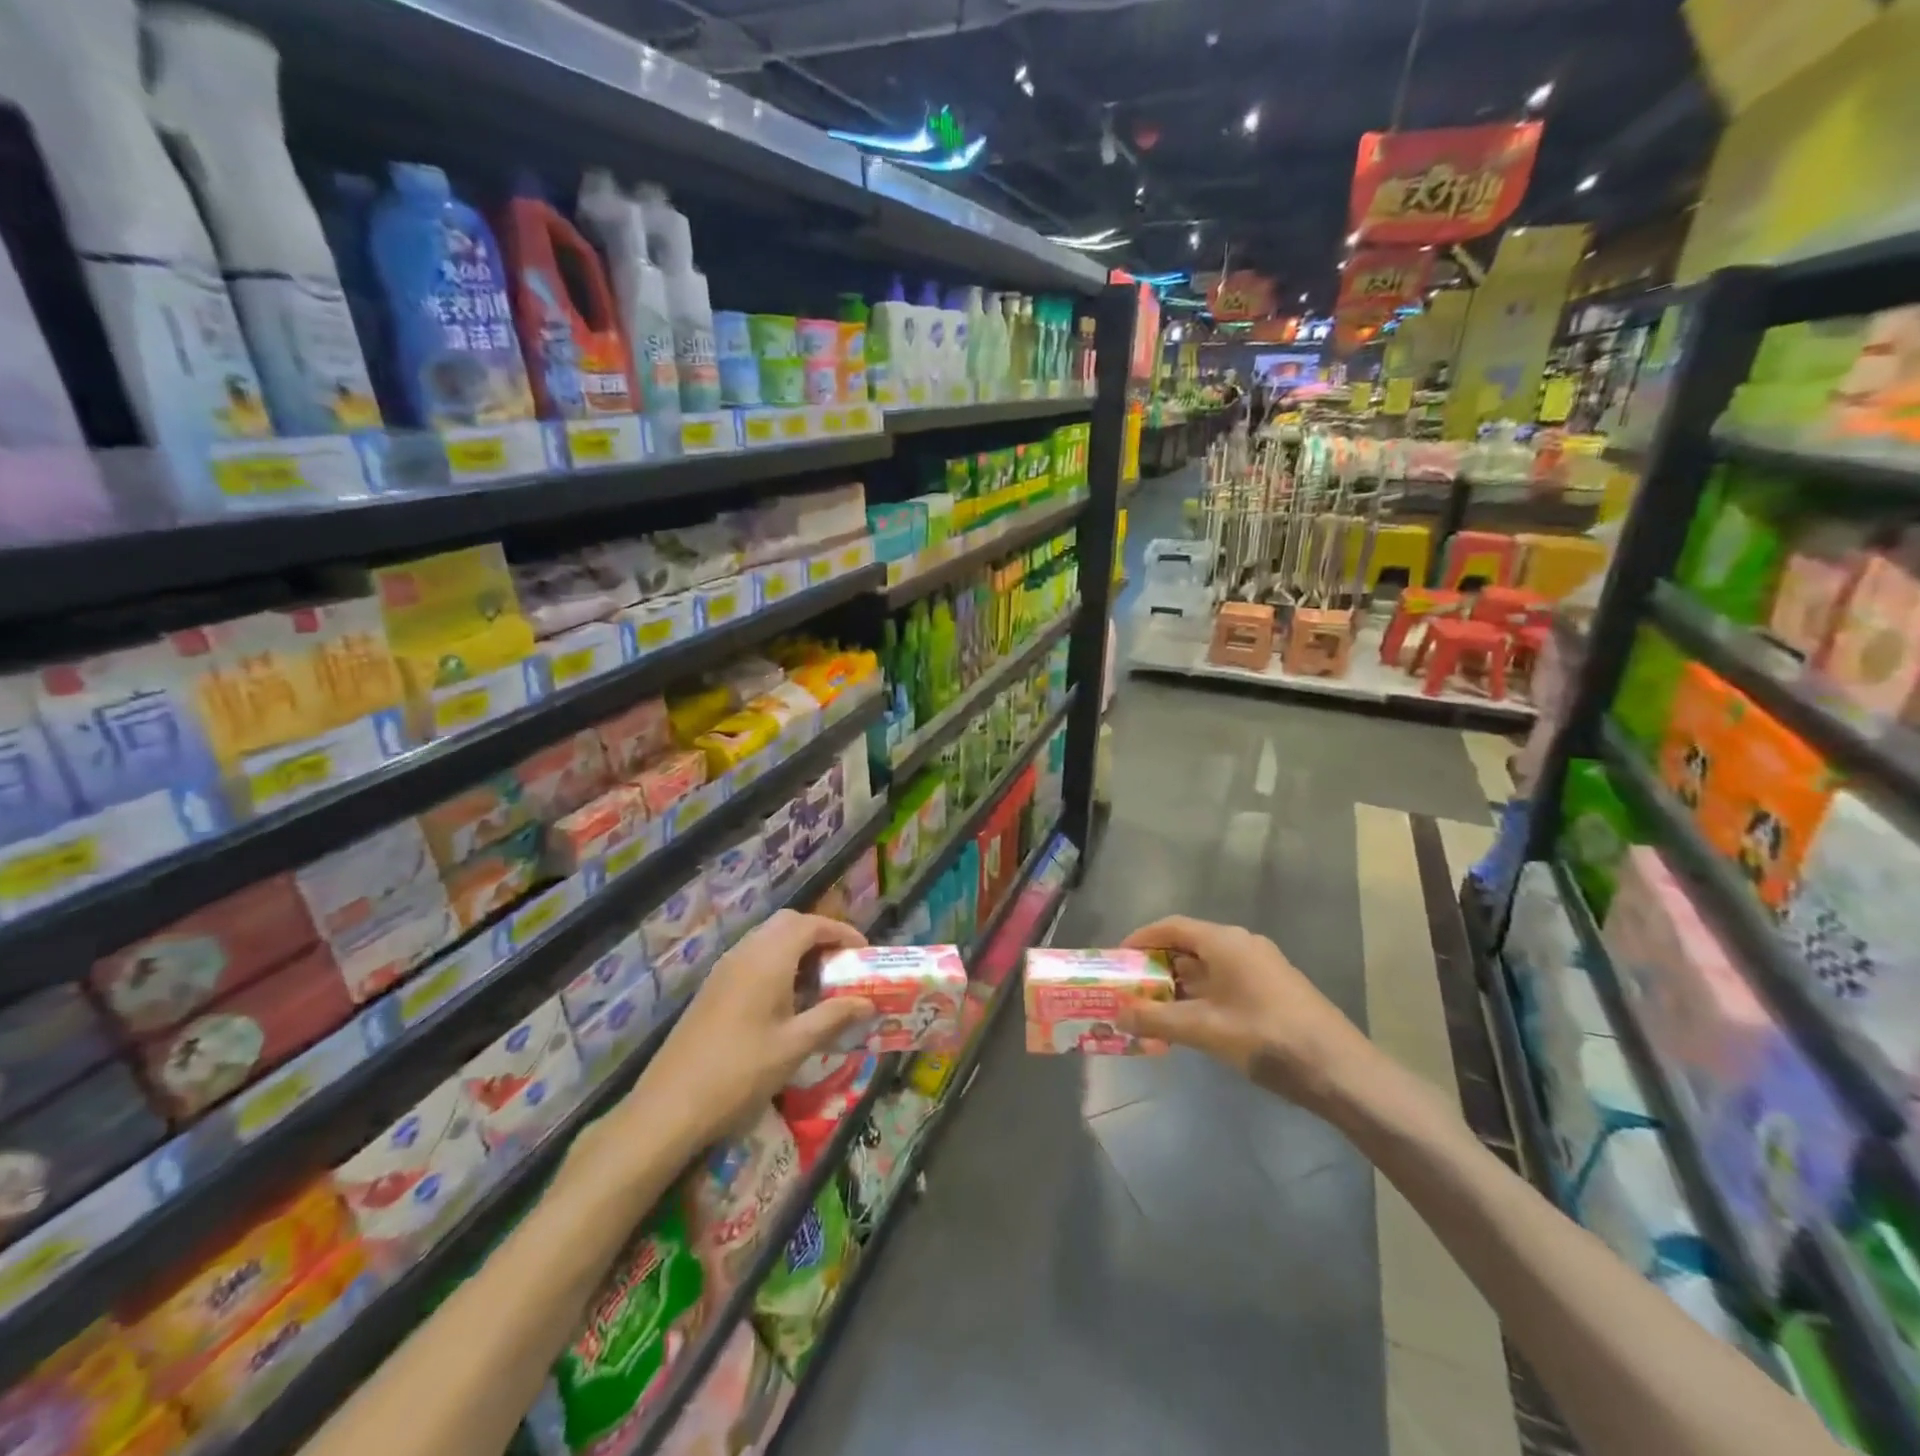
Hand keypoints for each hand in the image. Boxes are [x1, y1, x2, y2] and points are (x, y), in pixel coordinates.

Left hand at [619, 911, 875, 1154]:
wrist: (670, 1105)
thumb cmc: (740, 1072)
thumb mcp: (795, 1046)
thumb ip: (833, 1017)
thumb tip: (867, 1003)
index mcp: (768, 959)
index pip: (810, 925)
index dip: (841, 932)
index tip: (863, 953)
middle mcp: (745, 952)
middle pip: (788, 923)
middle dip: (819, 935)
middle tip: (841, 964)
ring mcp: (724, 969)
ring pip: (767, 939)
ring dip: (797, 949)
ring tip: (819, 982)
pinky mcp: (713, 987)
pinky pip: (752, 957)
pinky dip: (777, 963)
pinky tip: (786, 1000)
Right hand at [1117, 915, 1375, 1109]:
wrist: (1341, 1070)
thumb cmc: (1267, 1038)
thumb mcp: (1205, 1030)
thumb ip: (1157, 1019)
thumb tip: (1117, 1015)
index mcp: (1225, 942)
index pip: (1172, 927)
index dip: (1141, 939)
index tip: (1118, 959)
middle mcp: (1242, 945)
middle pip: (1189, 944)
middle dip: (1157, 964)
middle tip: (1130, 987)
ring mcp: (1261, 967)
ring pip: (1208, 965)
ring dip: (1179, 983)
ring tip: (1152, 1007)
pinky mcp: (1273, 989)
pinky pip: (1225, 981)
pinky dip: (1201, 994)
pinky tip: (1190, 1022)